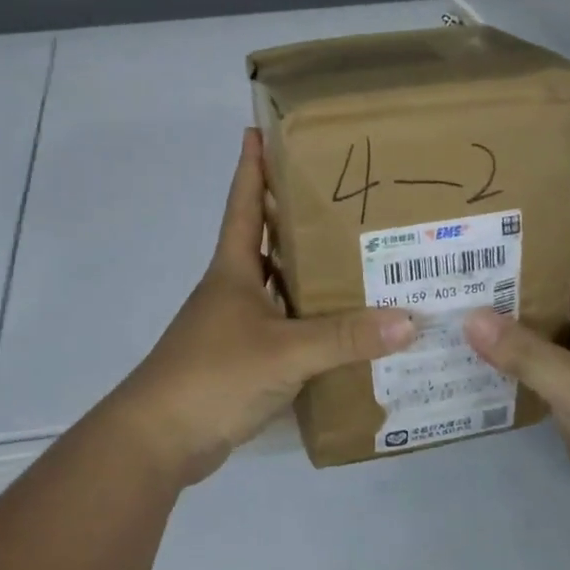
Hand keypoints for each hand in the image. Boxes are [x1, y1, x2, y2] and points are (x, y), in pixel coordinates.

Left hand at [101, 128, 416, 488]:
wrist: (160, 439)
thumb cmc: (213, 375)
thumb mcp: (285, 352)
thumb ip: (345, 337)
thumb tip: (409, 320)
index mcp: (233, 270)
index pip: (244, 204)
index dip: (252, 167)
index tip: (261, 129)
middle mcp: (234, 290)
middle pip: (267, 242)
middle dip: (297, 217)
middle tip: (344, 197)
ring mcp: (235, 327)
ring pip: (280, 288)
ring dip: (310, 274)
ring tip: (359, 257)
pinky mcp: (242, 361)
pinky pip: (285, 330)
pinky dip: (310, 324)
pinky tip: (344, 328)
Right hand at [463, 248, 569, 535]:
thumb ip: (526, 353)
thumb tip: (469, 317)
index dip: (538, 242)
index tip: (488, 231)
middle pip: (546, 299)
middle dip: (504, 285)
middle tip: (450, 273)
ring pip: (535, 340)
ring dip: (499, 329)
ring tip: (446, 312)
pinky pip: (531, 378)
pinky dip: (503, 370)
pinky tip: (464, 366)